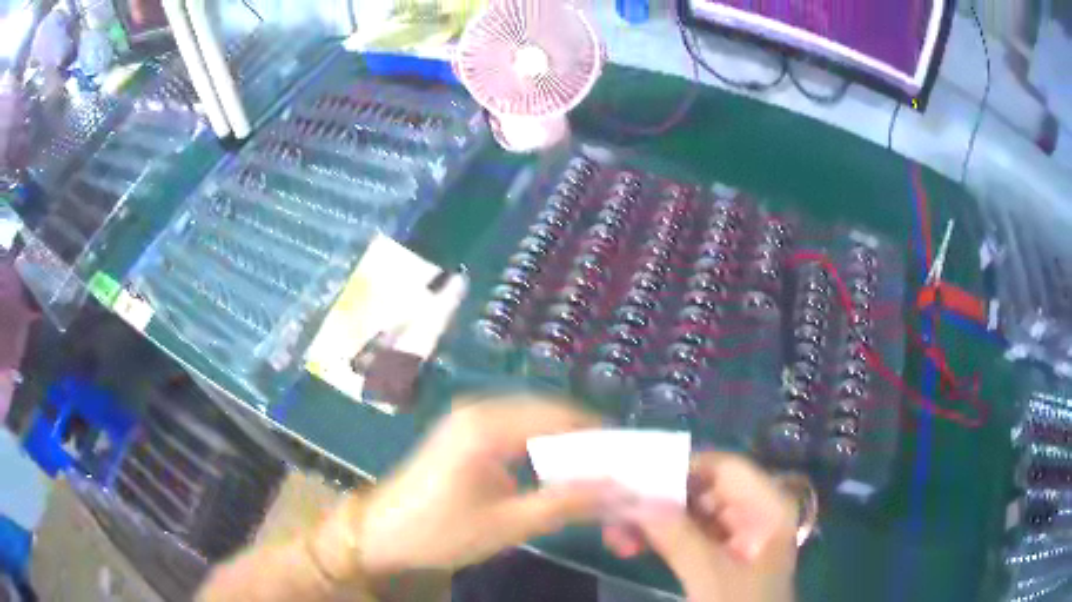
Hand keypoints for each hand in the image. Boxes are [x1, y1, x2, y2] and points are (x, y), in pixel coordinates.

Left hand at [313, 397, 614, 579]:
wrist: (381, 534)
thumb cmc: (439, 531)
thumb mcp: (507, 525)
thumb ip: (565, 503)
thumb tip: (621, 489)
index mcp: (488, 425)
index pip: (563, 418)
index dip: (602, 438)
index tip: (631, 464)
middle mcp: (481, 408)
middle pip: (552, 413)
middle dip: (587, 442)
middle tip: (616, 473)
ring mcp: (471, 416)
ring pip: (537, 420)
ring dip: (566, 445)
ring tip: (593, 476)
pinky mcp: (466, 431)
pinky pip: (518, 429)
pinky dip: (543, 447)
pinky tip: (555, 472)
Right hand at [604, 452, 800, 601]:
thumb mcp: (710, 575)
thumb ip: (676, 535)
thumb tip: (635, 498)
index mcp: (768, 507)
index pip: (726, 468)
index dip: (683, 468)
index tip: (637, 479)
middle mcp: (754, 513)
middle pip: (704, 489)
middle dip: (660, 501)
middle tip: (616, 512)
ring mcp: (737, 534)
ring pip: (690, 513)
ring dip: (654, 521)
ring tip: (615, 535)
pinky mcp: (721, 554)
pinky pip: (687, 535)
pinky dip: (660, 538)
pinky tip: (630, 547)